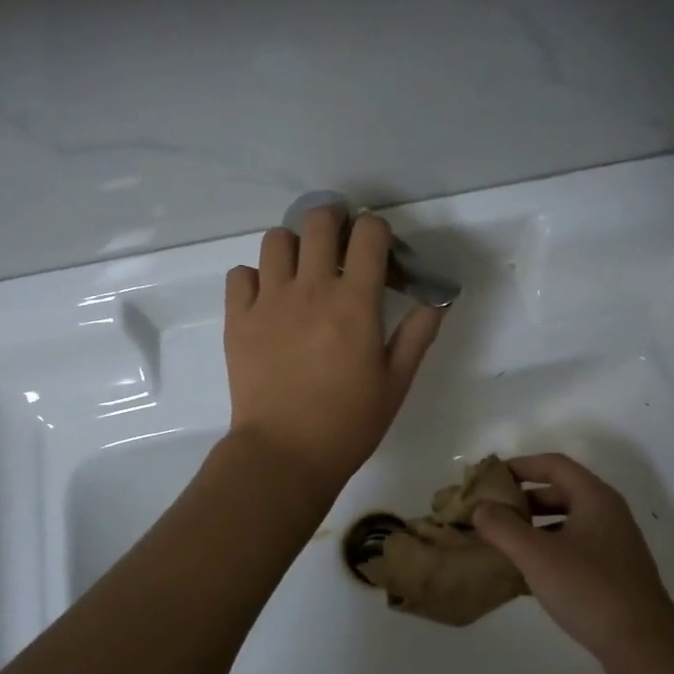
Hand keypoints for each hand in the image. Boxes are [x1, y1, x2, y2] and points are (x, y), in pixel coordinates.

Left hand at [225, 206, 442, 493]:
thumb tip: (436, 300)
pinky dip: (254, 278)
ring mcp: (269, 300)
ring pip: (275, 240)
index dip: (376, 230)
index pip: (369, 233)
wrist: (285, 453)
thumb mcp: (396, 382)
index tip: (377, 248)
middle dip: (333, 220)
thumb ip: (418, 335)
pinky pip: (240, 274)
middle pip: (317, 220)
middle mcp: (311, 288)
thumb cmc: (348, 423)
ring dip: (293, 246)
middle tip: (338, 243)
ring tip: (300, 270)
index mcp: (355, 302)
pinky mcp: (237, 319)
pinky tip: (266, 300)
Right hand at [472, 453, 673, 659]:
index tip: (489, 478)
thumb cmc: (588, 589)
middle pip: (559, 491)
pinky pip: (573, 547)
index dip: (520, 466)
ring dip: (533, 526)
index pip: (553, 464)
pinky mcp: (613, 572)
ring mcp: (614, 544)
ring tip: (501, 541)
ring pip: (566, 522)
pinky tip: (526, 571)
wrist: (644, 646)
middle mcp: (608, 513)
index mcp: (595, 498)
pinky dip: (548, 549)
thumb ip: (502, 527)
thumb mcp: (536, 555)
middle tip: (490, 512)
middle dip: (522, 499)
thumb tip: (480, 508)